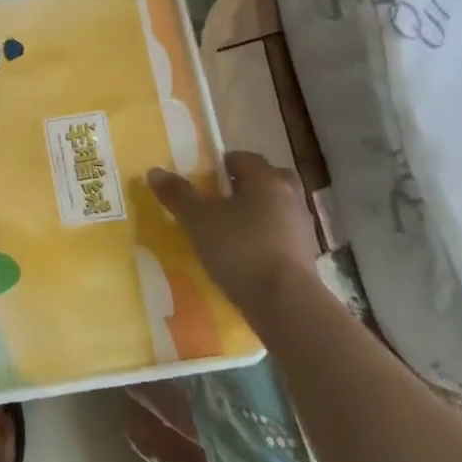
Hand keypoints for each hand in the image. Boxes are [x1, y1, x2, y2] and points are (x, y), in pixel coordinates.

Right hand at [148, 152, 318, 307]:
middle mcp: (289, 196)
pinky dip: (265, 240)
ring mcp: (302, 228)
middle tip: (220, 202)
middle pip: (266, 180)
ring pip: (275, 209)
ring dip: (256, 215)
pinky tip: (245, 257)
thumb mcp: (198, 220)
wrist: (286, 304)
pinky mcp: (306, 257)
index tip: (202, 182)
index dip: (220, 165)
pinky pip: (281, 236)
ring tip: (229, 232)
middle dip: (245, 187)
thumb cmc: (240, 249)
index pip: (242, 158)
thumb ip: (178, 194)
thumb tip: (155, 171)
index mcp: (266, 178)